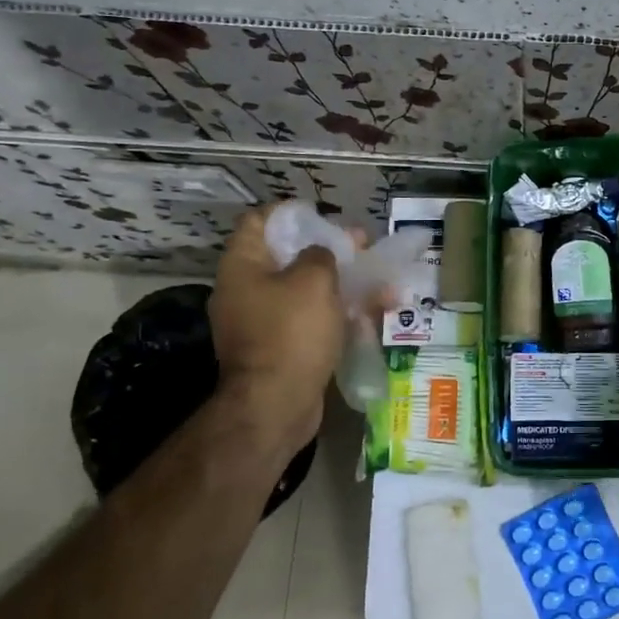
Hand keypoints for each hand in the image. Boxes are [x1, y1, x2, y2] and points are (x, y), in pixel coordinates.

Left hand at [209, 207, 346, 448]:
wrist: (276, 405)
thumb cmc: (291, 333)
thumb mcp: (313, 280)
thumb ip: (321, 254)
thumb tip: (321, 253)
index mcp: (243, 266)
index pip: (260, 221)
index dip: (292, 213)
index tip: (325, 216)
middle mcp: (245, 290)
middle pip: (286, 256)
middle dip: (326, 249)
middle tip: (361, 247)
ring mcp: (260, 322)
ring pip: (302, 290)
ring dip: (337, 282)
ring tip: (375, 280)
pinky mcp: (278, 348)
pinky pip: (307, 319)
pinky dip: (334, 312)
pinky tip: (366, 313)